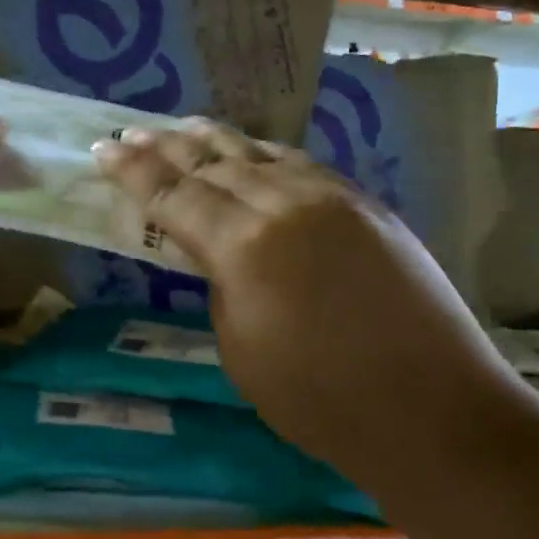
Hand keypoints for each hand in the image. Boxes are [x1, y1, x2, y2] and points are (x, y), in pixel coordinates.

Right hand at [92, 119, 502, 436]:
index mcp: (245, 246)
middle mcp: (286, 205)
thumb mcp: (241, 350)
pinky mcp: (367, 205)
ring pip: (260, 155)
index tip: (103, 150)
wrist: (435, 412)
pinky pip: (302, 166)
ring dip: (215, 141)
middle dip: (166, 147)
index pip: (174, 195)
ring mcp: (333, 199)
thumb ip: (221, 284)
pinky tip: (253, 152)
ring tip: (182, 126)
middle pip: (213, 164)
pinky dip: (266, 155)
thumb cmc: (321, 401)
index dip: (134, 172)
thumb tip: (218, 252)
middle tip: (131, 132)